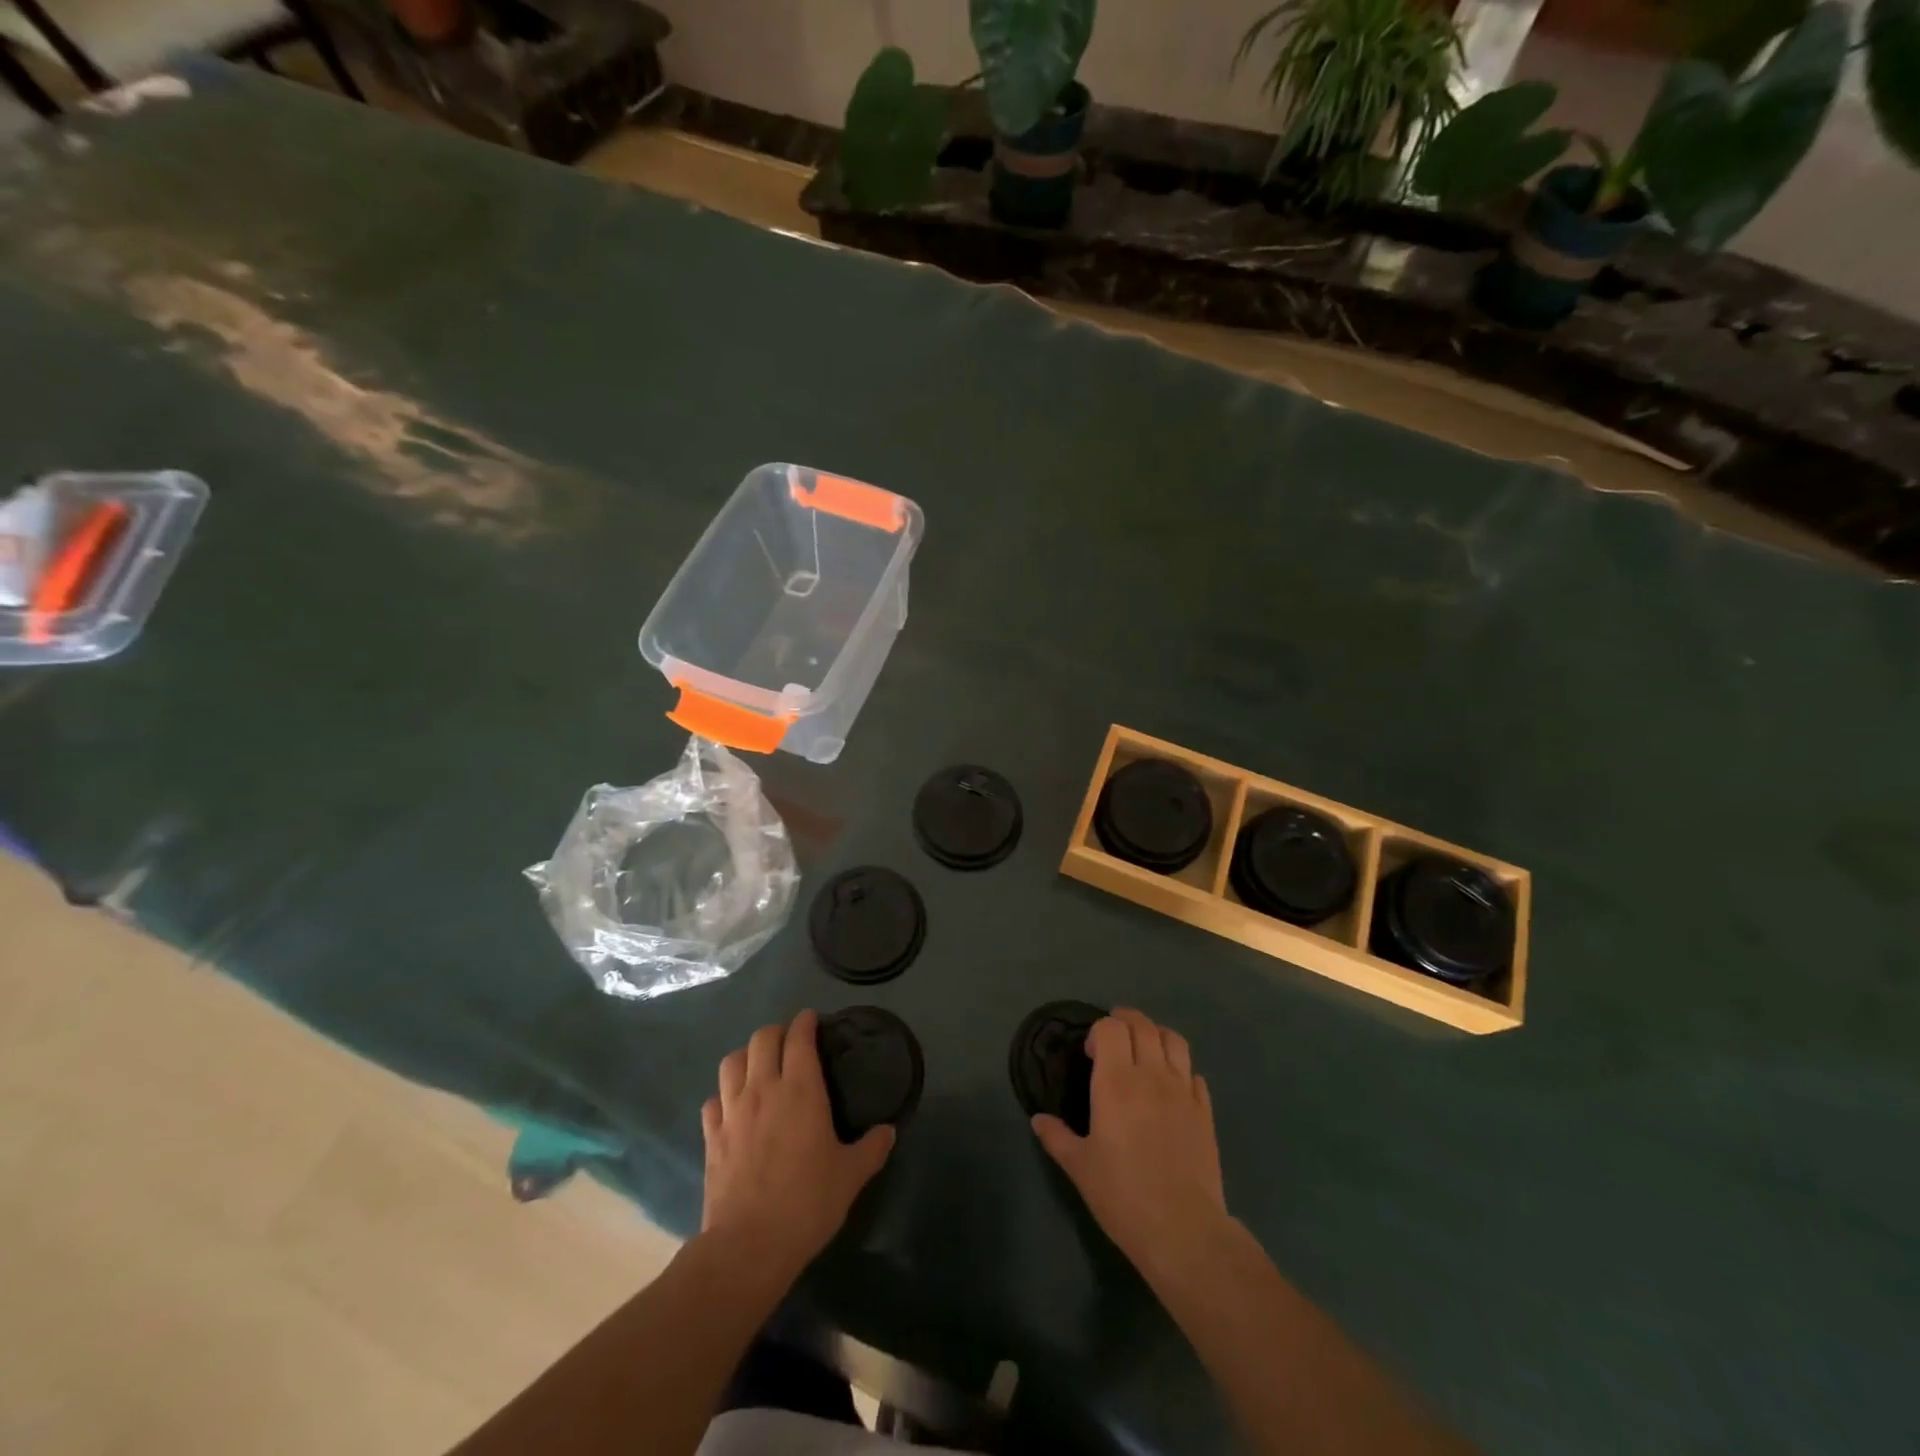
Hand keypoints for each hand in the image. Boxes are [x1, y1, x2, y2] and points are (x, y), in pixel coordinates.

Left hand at [701, 1010, 894, 1277]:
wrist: (748, 1245)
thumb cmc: (807, 1203)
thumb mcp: (851, 1176)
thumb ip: (872, 1148)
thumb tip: (889, 1130)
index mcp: (800, 1089)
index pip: (799, 1038)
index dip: (805, 1022)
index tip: (813, 1020)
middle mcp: (763, 1089)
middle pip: (762, 1038)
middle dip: (777, 1032)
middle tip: (790, 1043)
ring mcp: (732, 1111)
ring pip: (731, 1061)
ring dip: (746, 1056)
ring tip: (759, 1066)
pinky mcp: (711, 1136)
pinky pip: (713, 1100)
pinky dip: (724, 1095)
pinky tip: (734, 1107)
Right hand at [1031, 1007, 1228, 1274]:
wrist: (1182, 1229)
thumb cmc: (1122, 1194)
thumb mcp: (1079, 1166)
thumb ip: (1057, 1137)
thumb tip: (1038, 1119)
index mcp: (1116, 1081)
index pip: (1111, 1028)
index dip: (1100, 1030)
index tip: (1091, 1054)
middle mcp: (1151, 1075)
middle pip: (1143, 1025)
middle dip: (1126, 1021)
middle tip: (1114, 1040)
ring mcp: (1183, 1091)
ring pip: (1174, 1040)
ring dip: (1156, 1036)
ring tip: (1145, 1051)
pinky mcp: (1205, 1111)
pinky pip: (1194, 1073)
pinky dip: (1181, 1070)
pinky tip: (1172, 1089)